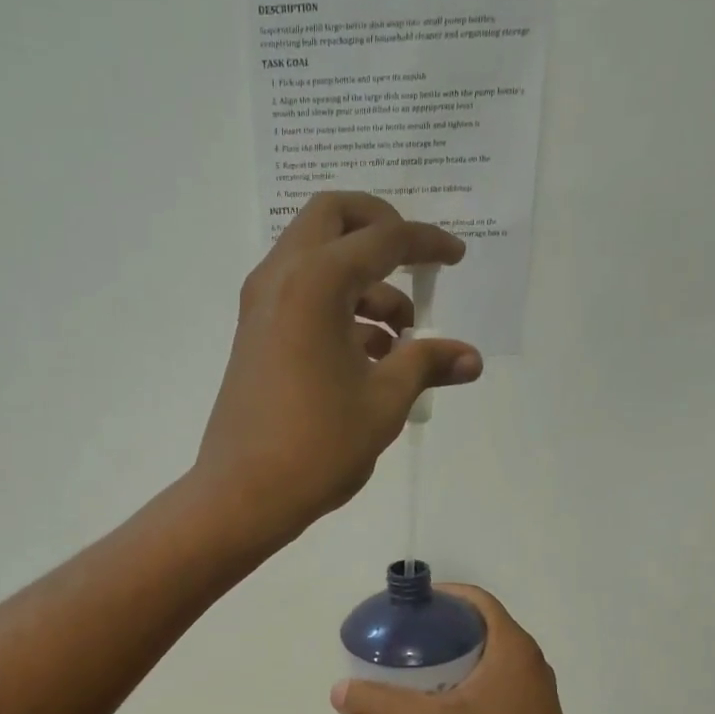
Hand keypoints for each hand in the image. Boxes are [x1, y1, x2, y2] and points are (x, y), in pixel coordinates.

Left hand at [195, 192, 477, 544]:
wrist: (242, 495)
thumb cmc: (317, 447)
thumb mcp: (384, 403)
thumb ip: (426, 365)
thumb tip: (471, 358)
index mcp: (315, 283)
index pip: (382, 239)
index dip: (426, 243)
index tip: (456, 257)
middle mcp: (280, 279)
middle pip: (332, 218)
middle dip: (378, 229)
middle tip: (412, 263)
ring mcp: (260, 307)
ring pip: (314, 259)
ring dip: (361, 280)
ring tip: (401, 338)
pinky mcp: (254, 336)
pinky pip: (299, 296)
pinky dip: (336, 305)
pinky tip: (369, 356)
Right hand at [329, 584, 624, 713]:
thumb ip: (381, 706)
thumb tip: (339, 689)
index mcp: (513, 650)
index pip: (476, 600)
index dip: (440, 596)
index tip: (405, 609)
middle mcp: (527, 666)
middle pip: (476, 632)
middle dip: (436, 634)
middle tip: (396, 647)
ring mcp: (530, 699)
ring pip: (482, 666)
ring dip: (446, 667)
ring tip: (405, 680)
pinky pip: (488, 695)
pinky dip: (458, 694)